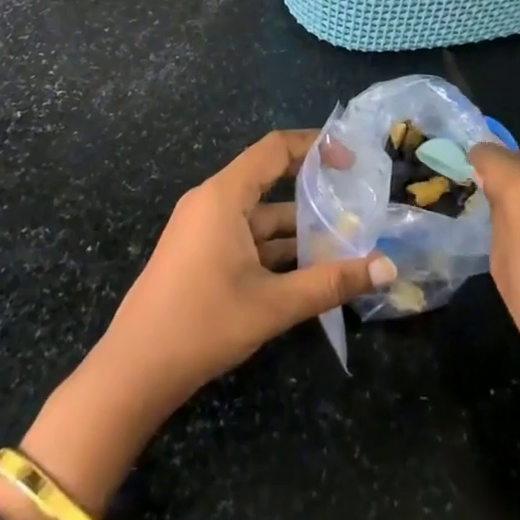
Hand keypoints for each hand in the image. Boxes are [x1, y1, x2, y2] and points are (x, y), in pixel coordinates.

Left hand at [96, 127, 395, 415]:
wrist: (132, 373)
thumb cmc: (202, 325)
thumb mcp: (273, 305)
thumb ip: (331, 282)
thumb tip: (387, 268)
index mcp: (223, 196)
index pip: (275, 148)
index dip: (315, 146)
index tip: (351, 161)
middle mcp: (211, 201)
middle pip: (269, 178)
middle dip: (312, 189)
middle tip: (355, 200)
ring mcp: (202, 228)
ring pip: (259, 214)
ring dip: (297, 227)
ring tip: (343, 240)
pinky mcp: (199, 252)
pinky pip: (245, 235)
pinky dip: (275, 246)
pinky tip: (307, 268)